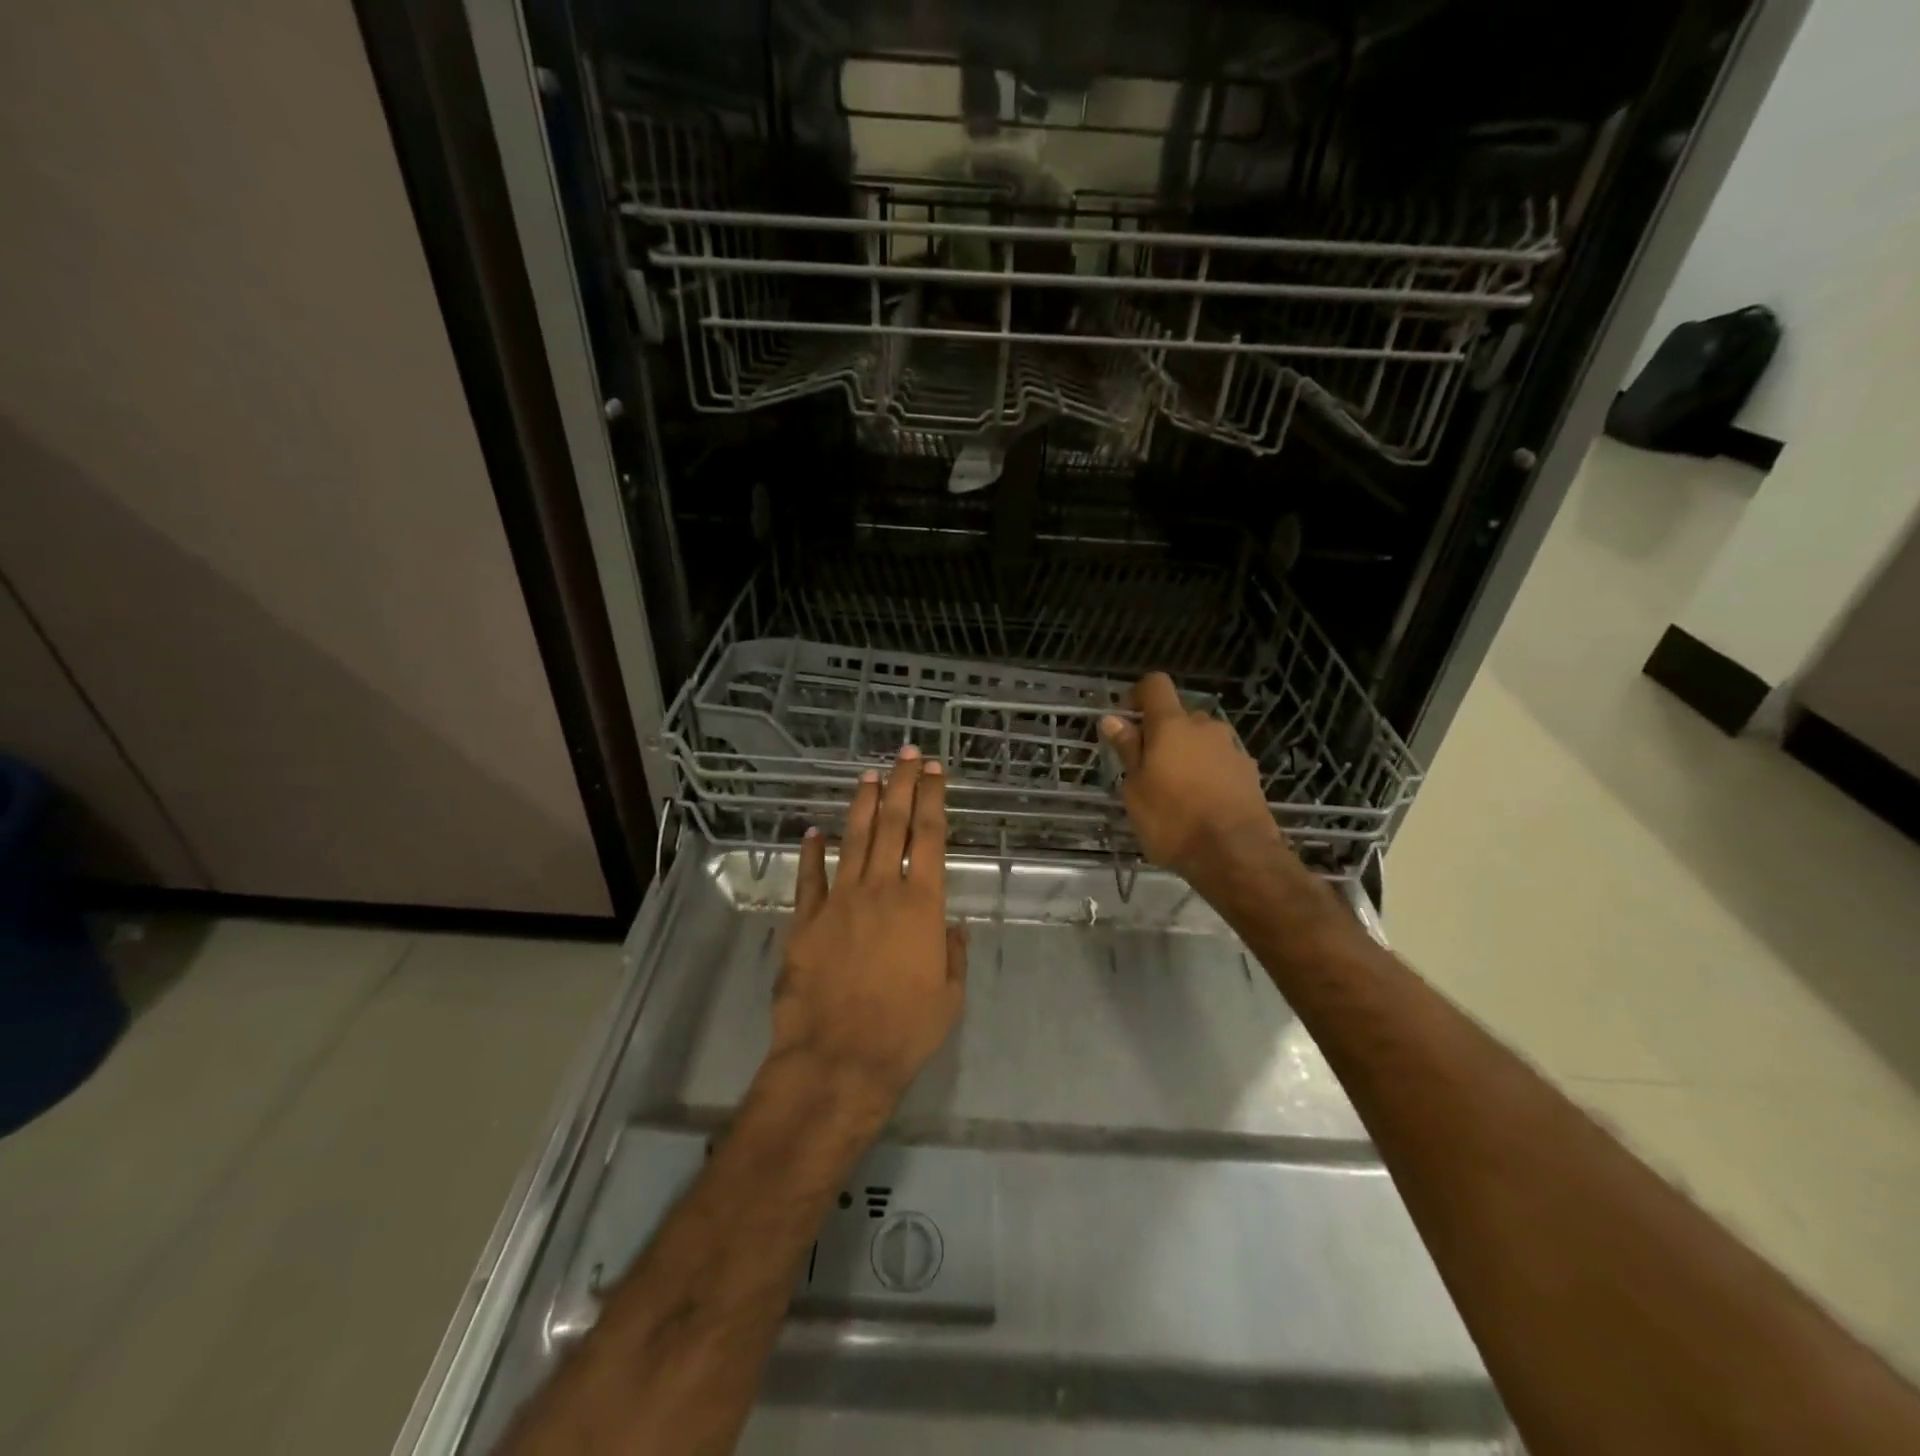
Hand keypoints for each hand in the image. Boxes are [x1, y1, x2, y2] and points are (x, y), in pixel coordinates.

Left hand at [769, 746, 967, 1111]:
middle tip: (907, 754)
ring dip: (863, 805)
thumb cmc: (904, 1031)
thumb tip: (950, 926)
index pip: (928, 837)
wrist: (838, 1059)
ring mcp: (839, 902)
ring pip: (853, 839)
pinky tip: (814, 831)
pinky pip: (809, 878)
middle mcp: (880, 891)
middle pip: (893, 824)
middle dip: (902, 784)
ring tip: (870, 775)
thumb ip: (951, 954)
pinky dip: (811, 852)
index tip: (935, 771)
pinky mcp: (806, 921)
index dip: (933, 798)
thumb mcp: (949, 997)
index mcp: (920, 905)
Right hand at [1100, 672, 1288, 891]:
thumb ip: (1128, 750)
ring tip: (1175, 791)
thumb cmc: (1172, 820)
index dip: (1137, 695)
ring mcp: (1232, 748)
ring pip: (1201, 740)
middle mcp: (1206, 727)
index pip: (1155, 685)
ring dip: (1186, 754)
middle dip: (1162, 734)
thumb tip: (1114, 719)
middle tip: (1146, 769)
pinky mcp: (1250, 772)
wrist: (1236, 855)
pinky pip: (1220, 761)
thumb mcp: (1136, 789)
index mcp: (1172, 725)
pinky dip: (1207, 772)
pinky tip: (1201, 803)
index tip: (1126, 720)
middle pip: (1179, 716)